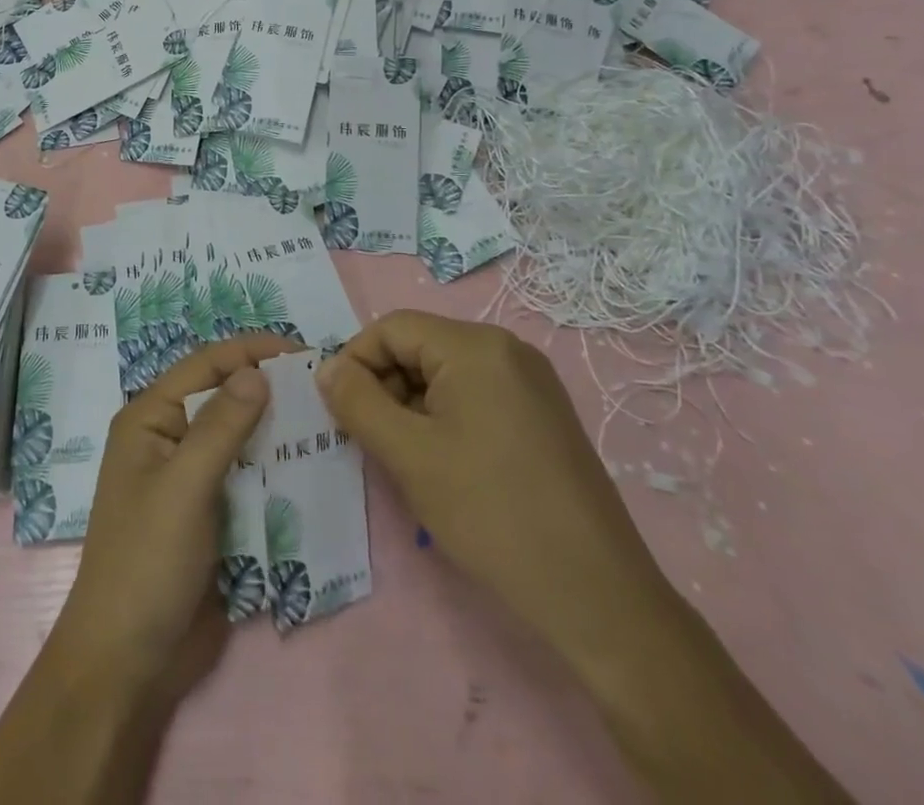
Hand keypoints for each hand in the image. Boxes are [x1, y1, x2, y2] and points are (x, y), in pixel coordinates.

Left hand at [44, 333, 298, 709]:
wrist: (129, 662)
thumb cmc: (147, 562)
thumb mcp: (184, 487)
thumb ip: (221, 426)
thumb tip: (257, 370)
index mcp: (150, 418)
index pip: (204, 365)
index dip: (250, 351)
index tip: (301, 351)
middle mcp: (169, 438)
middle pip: (223, 396)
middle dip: (267, 387)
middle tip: (321, 387)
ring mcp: (190, 477)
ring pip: (239, 435)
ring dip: (275, 428)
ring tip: (324, 420)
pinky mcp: (210, 512)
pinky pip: (246, 474)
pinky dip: (273, 466)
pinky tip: (307, 465)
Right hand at [316, 310, 669, 669]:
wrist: (597, 596)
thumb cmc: (491, 513)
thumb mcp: (408, 454)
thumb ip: (357, 401)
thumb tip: (327, 368)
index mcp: (475, 345)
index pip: (392, 328)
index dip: (357, 363)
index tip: (343, 412)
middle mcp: (507, 349)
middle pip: (420, 347)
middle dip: (386, 387)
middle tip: (374, 442)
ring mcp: (531, 383)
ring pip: (445, 375)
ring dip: (414, 408)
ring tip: (410, 462)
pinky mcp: (543, 416)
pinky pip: (476, 397)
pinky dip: (446, 420)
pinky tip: (448, 467)